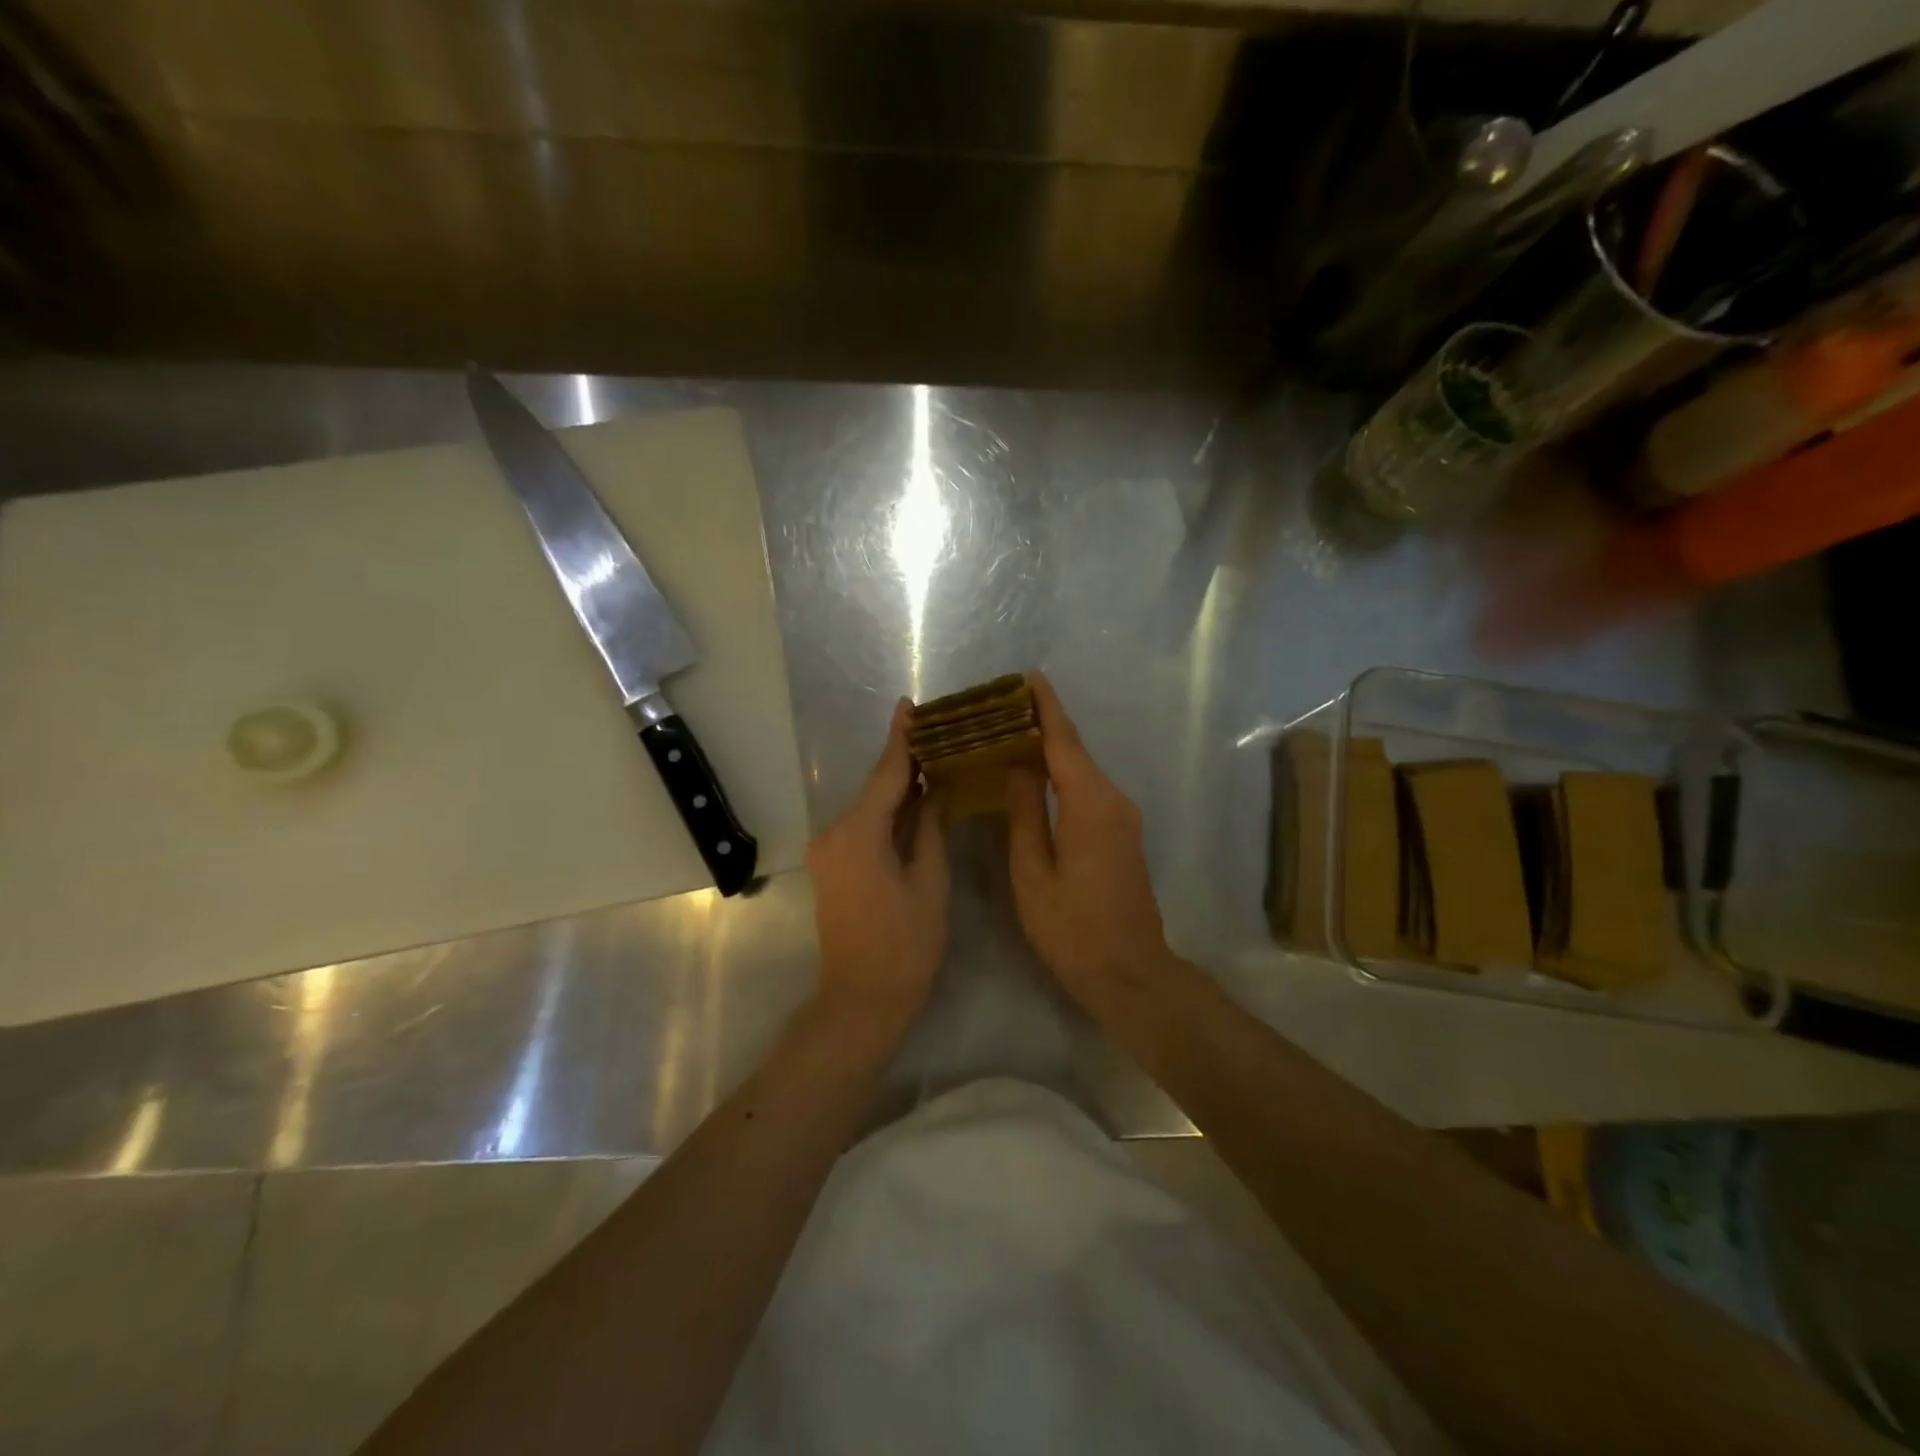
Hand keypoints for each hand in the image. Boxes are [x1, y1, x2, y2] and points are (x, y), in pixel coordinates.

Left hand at [806, 699, 949, 1033]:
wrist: (862, 999)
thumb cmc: (906, 944)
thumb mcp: (930, 881)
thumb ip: (930, 826)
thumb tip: (936, 788)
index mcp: (858, 833)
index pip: (885, 774)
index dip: (901, 739)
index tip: (909, 705)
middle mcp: (834, 833)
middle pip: (876, 788)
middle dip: (906, 762)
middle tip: (940, 734)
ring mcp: (829, 850)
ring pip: (870, 807)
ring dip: (899, 788)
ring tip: (936, 761)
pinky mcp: (833, 864)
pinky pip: (864, 826)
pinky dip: (889, 813)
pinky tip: (916, 801)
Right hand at [1006, 672, 1171, 1001]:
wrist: (1130, 973)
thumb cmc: (1072, 928)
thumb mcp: (1033, 871)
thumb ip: (1025, 812)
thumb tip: (1018, 765)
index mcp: (1089, 803)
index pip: (1064, 741)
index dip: (1045, 706)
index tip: (1027, 676)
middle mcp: (1113, 800)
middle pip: (1075, 750)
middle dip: (1043, 723)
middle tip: (1003, 707)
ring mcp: (1123, 817)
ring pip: (1082, 770)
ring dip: (1051, 749)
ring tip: (1011, 734)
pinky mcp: (1122, 834)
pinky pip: (1088, 791)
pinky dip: (1062, 775)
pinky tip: (1036, 776)